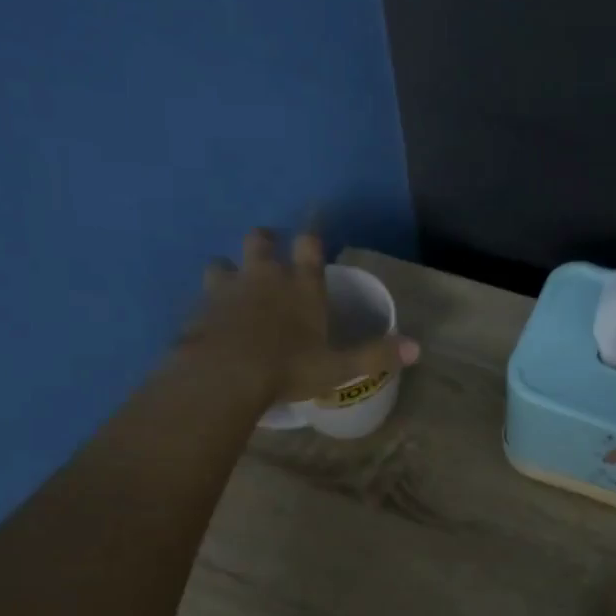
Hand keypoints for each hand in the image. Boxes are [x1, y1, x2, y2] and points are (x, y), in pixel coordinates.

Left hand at [186, 228, 419, 404]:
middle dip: (264, 242)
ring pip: (222, 264)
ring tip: (231, 286)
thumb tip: (417, 349)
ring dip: (227, 271)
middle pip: (259, 241)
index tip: (309, 237)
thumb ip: (375, 355)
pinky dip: (207, 305)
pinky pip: (201, 298)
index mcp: (301, 286)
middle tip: (267, 252)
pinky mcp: (198, 310)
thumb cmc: (288, 368)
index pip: (308, 246)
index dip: (310, 238)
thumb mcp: (339, 367)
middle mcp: (263, 277)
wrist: (224, 377)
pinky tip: (210, 322)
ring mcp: (226, 290)